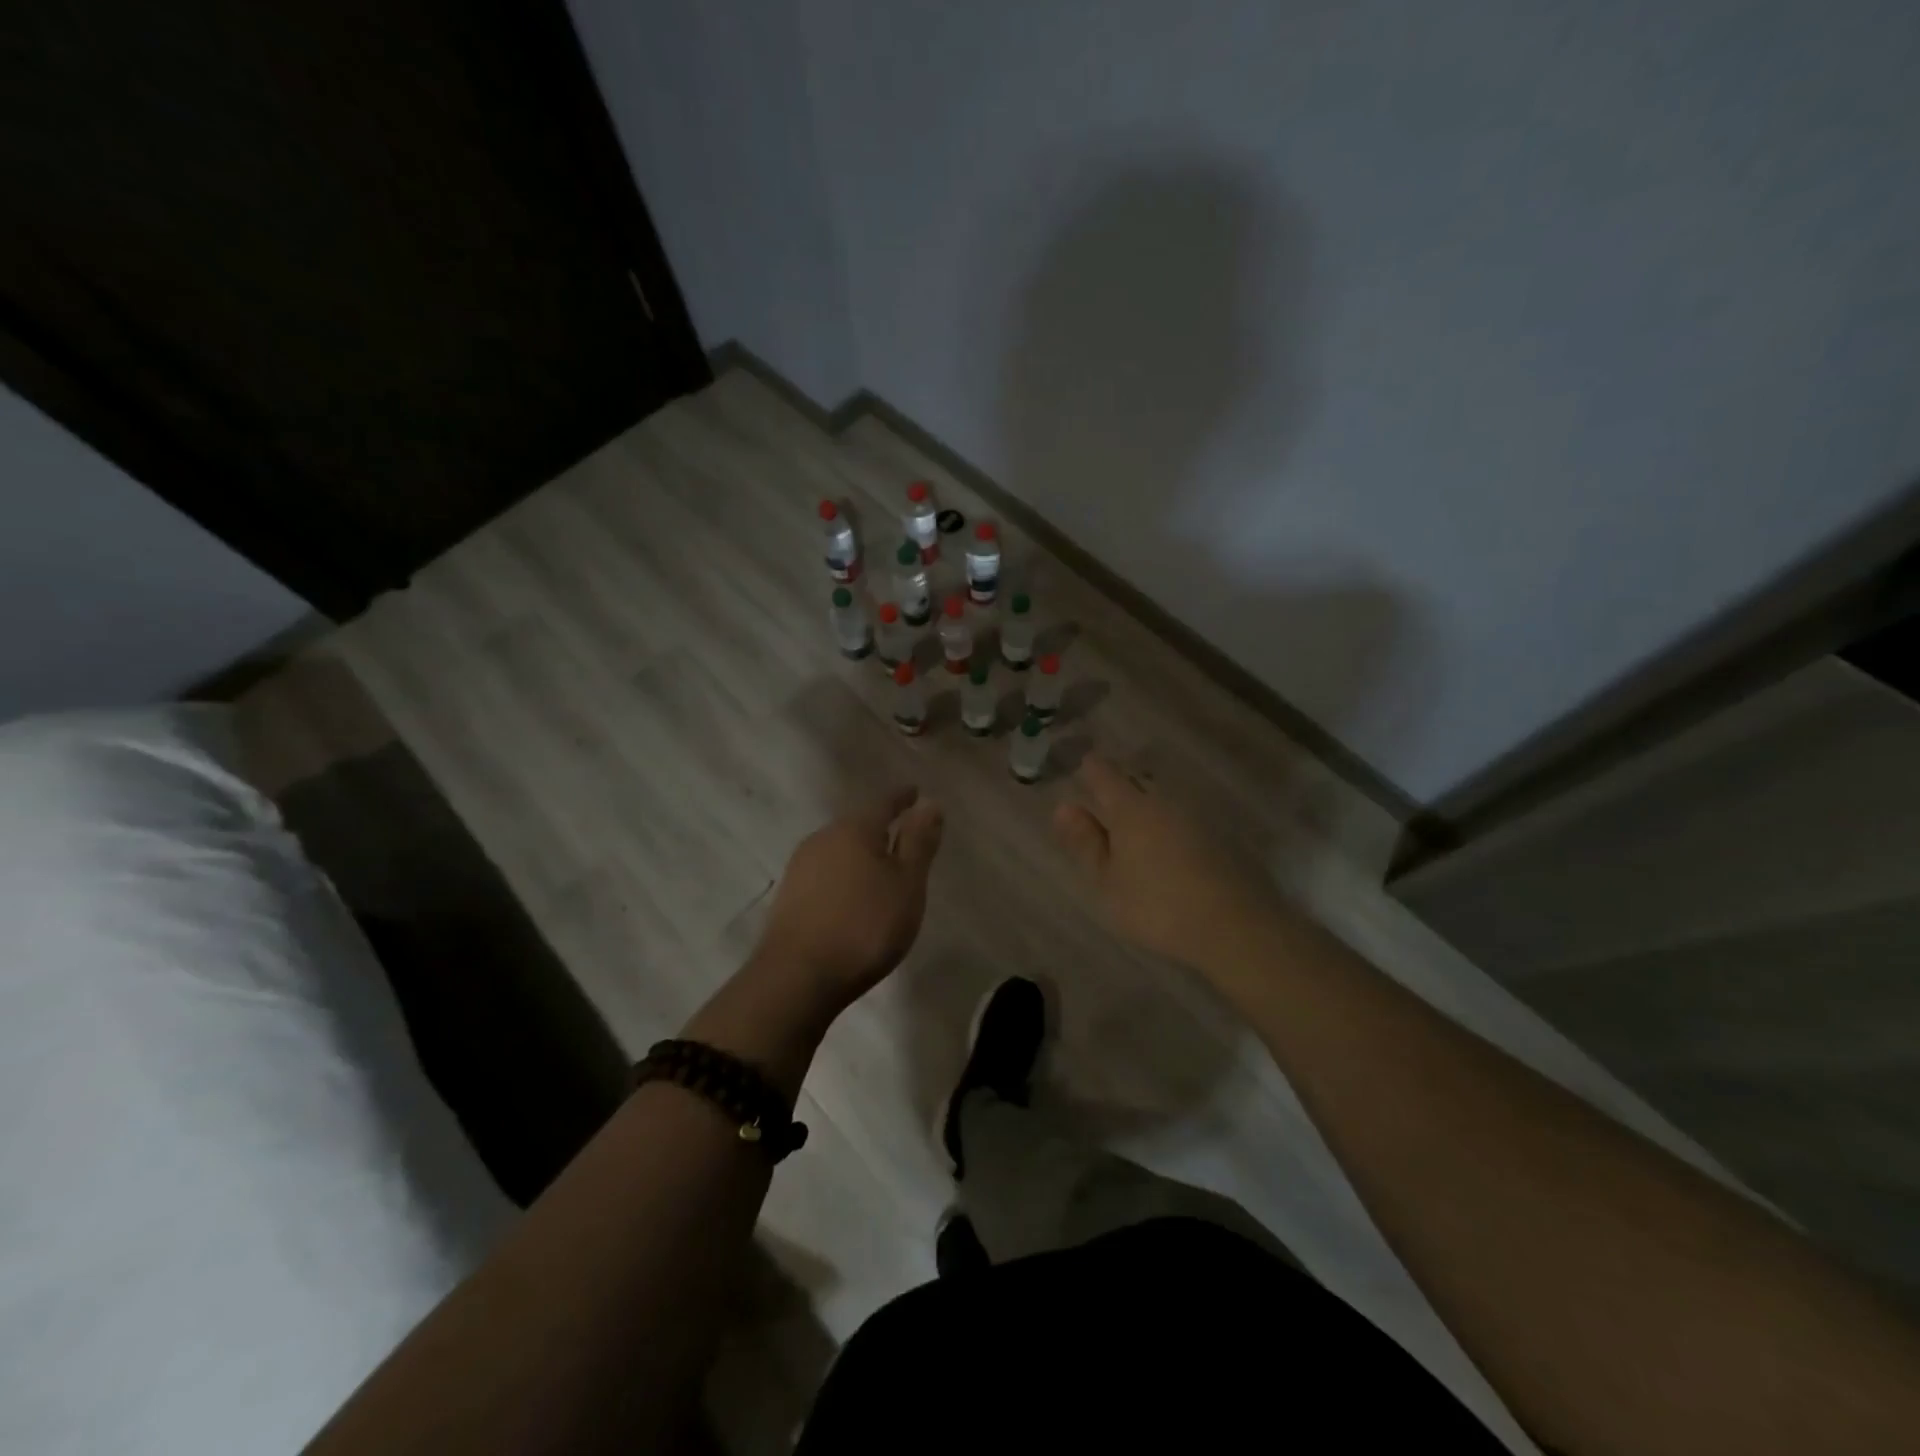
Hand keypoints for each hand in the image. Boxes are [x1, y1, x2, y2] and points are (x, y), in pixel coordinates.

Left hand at [747, 788, 944, 1018]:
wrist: (797, 977)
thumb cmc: (864, 926)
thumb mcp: (906, 884)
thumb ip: (919, 842)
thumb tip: (930, 803)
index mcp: (855, 829)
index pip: (884, 803)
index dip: (902, 798)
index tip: (915, 792)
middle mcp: (824, 838)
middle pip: (858, 824)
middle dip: (881, 827)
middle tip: (903, 834)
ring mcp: (801, 867)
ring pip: (839, 849)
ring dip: (861, 853)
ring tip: (880, 867)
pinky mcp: (790, 896)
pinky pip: (826, 872)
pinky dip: (844, 875)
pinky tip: (851, 894)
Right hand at [1053, 754, 1278, 971]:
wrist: (1235, 927)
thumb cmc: (1157, 906)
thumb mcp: (1108, 882)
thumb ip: (1086, 843)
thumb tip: (1064, 807)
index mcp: (1131, 808)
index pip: (1103, 773)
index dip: (1089, 769)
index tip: (1080, 771)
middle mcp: (1164, 800)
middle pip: (1137, 779)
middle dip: (1119, 783)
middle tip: (1104, 797)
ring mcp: (1196, 815)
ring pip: (1163, 797)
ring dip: (1147, 802)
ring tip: (1134, 824)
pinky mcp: (1221, 835)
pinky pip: (1185, 816)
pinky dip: (1170, 822)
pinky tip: (1168, 844)